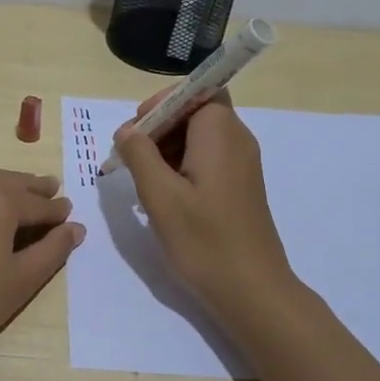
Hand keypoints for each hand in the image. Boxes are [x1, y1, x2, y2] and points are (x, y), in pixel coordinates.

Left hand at [0, 169, 84, 380]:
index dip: (58, 212)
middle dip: (32, 191)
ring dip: (6, 192)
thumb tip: (75, 228)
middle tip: (53, 195)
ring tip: (23, 205)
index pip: (38, 204)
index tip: (72, 215)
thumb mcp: (21, 280)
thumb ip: (52, 249)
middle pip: (9, 184)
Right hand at [111, 92, 296, 322]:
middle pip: (196, 111)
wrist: (252, 290)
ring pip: (199, 136)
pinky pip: (207, 158)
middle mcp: (237, 140)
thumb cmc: (204, 240)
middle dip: (159, 127)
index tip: (136, 131)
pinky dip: (182, 166)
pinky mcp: (239, 186)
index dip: (163, 102)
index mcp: (220, 134)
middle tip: (132, 159)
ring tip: (143, 181)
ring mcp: (241, 164)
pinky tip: (165, 197)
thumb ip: (140, 155)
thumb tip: (127, 130)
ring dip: (167, 149)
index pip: (196, 91)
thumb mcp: (160, 196)